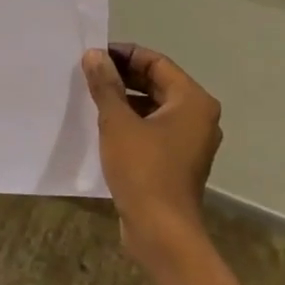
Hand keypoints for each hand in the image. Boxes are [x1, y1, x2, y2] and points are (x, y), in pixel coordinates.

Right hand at [82, 45, 222, 268]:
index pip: (156, 62)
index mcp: (192, 101)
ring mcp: (189, 140)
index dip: (123, 55)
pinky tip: (101, 124)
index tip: (92, 55)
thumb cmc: (142, 169)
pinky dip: (130, 120)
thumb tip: (94, 55)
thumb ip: (106, 85)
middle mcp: (197, 117)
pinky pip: (152, 128)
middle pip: (157, 83)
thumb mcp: (117, 122)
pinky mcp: (176, 160)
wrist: (160, 229)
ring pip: (153, 106)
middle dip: (122, 76)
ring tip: (90, 96)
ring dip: (123, 98)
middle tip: (87, 73)